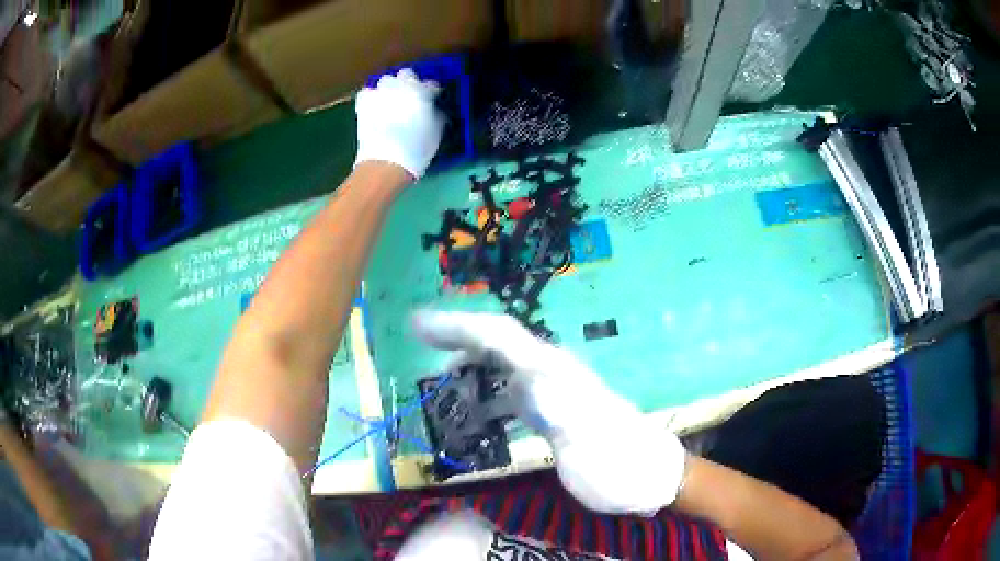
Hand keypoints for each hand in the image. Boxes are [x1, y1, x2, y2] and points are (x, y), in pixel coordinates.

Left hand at [354, 68, 444, 179]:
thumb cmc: (417, 149)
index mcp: (423, 92)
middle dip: (409, 82)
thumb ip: (437, 114)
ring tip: (390, 99)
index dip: (433, 91)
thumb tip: (434, 109)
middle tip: (411, 96)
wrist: (386, 162)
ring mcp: (381, 93)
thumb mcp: (437, 132)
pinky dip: (371, 97)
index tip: (433, 98)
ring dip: (389, 87)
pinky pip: (368, 92)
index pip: (432, 84)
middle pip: (407, 74)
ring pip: (386, 80)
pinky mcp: (364, 103)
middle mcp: (401, 86)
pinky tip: (374, 105)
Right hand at [413, 311, 687, 515]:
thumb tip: (526, 380)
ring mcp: (552, 393)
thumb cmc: (619, 465)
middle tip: (419, 343)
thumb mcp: (591, 441)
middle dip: (456, 339)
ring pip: (501, 369)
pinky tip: (474, 417)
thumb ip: (562, 410)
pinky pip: (510, 397)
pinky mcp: (553, 414)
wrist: (648, 477)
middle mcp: (551, 374)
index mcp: (556, 374)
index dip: (458, 326)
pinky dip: (485, 400)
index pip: (501, 336)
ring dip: (469, 371)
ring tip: (440, 389)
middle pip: (498, 343)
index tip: (417, 325)